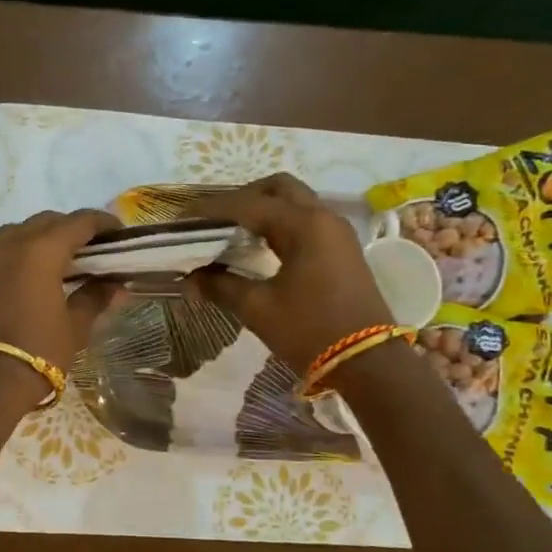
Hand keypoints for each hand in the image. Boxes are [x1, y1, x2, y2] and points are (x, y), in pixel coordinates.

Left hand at [0, 209, 120, 405]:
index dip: (102, 223)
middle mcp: (11, 242)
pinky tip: (28, 275)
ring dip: (41, 238)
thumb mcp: (75, 326)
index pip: (79, 222)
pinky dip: (18, 253)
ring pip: (19, 231)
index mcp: (42, 250)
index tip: (118, 233)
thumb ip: (95, 297)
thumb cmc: (38, 352)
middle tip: (91, 249)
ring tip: (59, 261)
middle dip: (71, 229)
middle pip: (47, 221)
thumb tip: (116, 285)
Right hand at [187, 174, 389, 371]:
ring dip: (261, 210)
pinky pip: (304, 221)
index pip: (247, 204)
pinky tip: (258, 248)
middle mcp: (323, 217)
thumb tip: (190, 278)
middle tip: (213, 221)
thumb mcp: (259, 309)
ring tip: (230, 234)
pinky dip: (278, 225)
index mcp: (304, 224)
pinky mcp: (341, 250)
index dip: (210, 209)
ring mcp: (336, 232)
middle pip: (277, 188)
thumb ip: (221, 285)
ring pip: (293, 203)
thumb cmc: (311, 331)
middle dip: (241, 198)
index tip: (181, 219)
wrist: (370, 363)